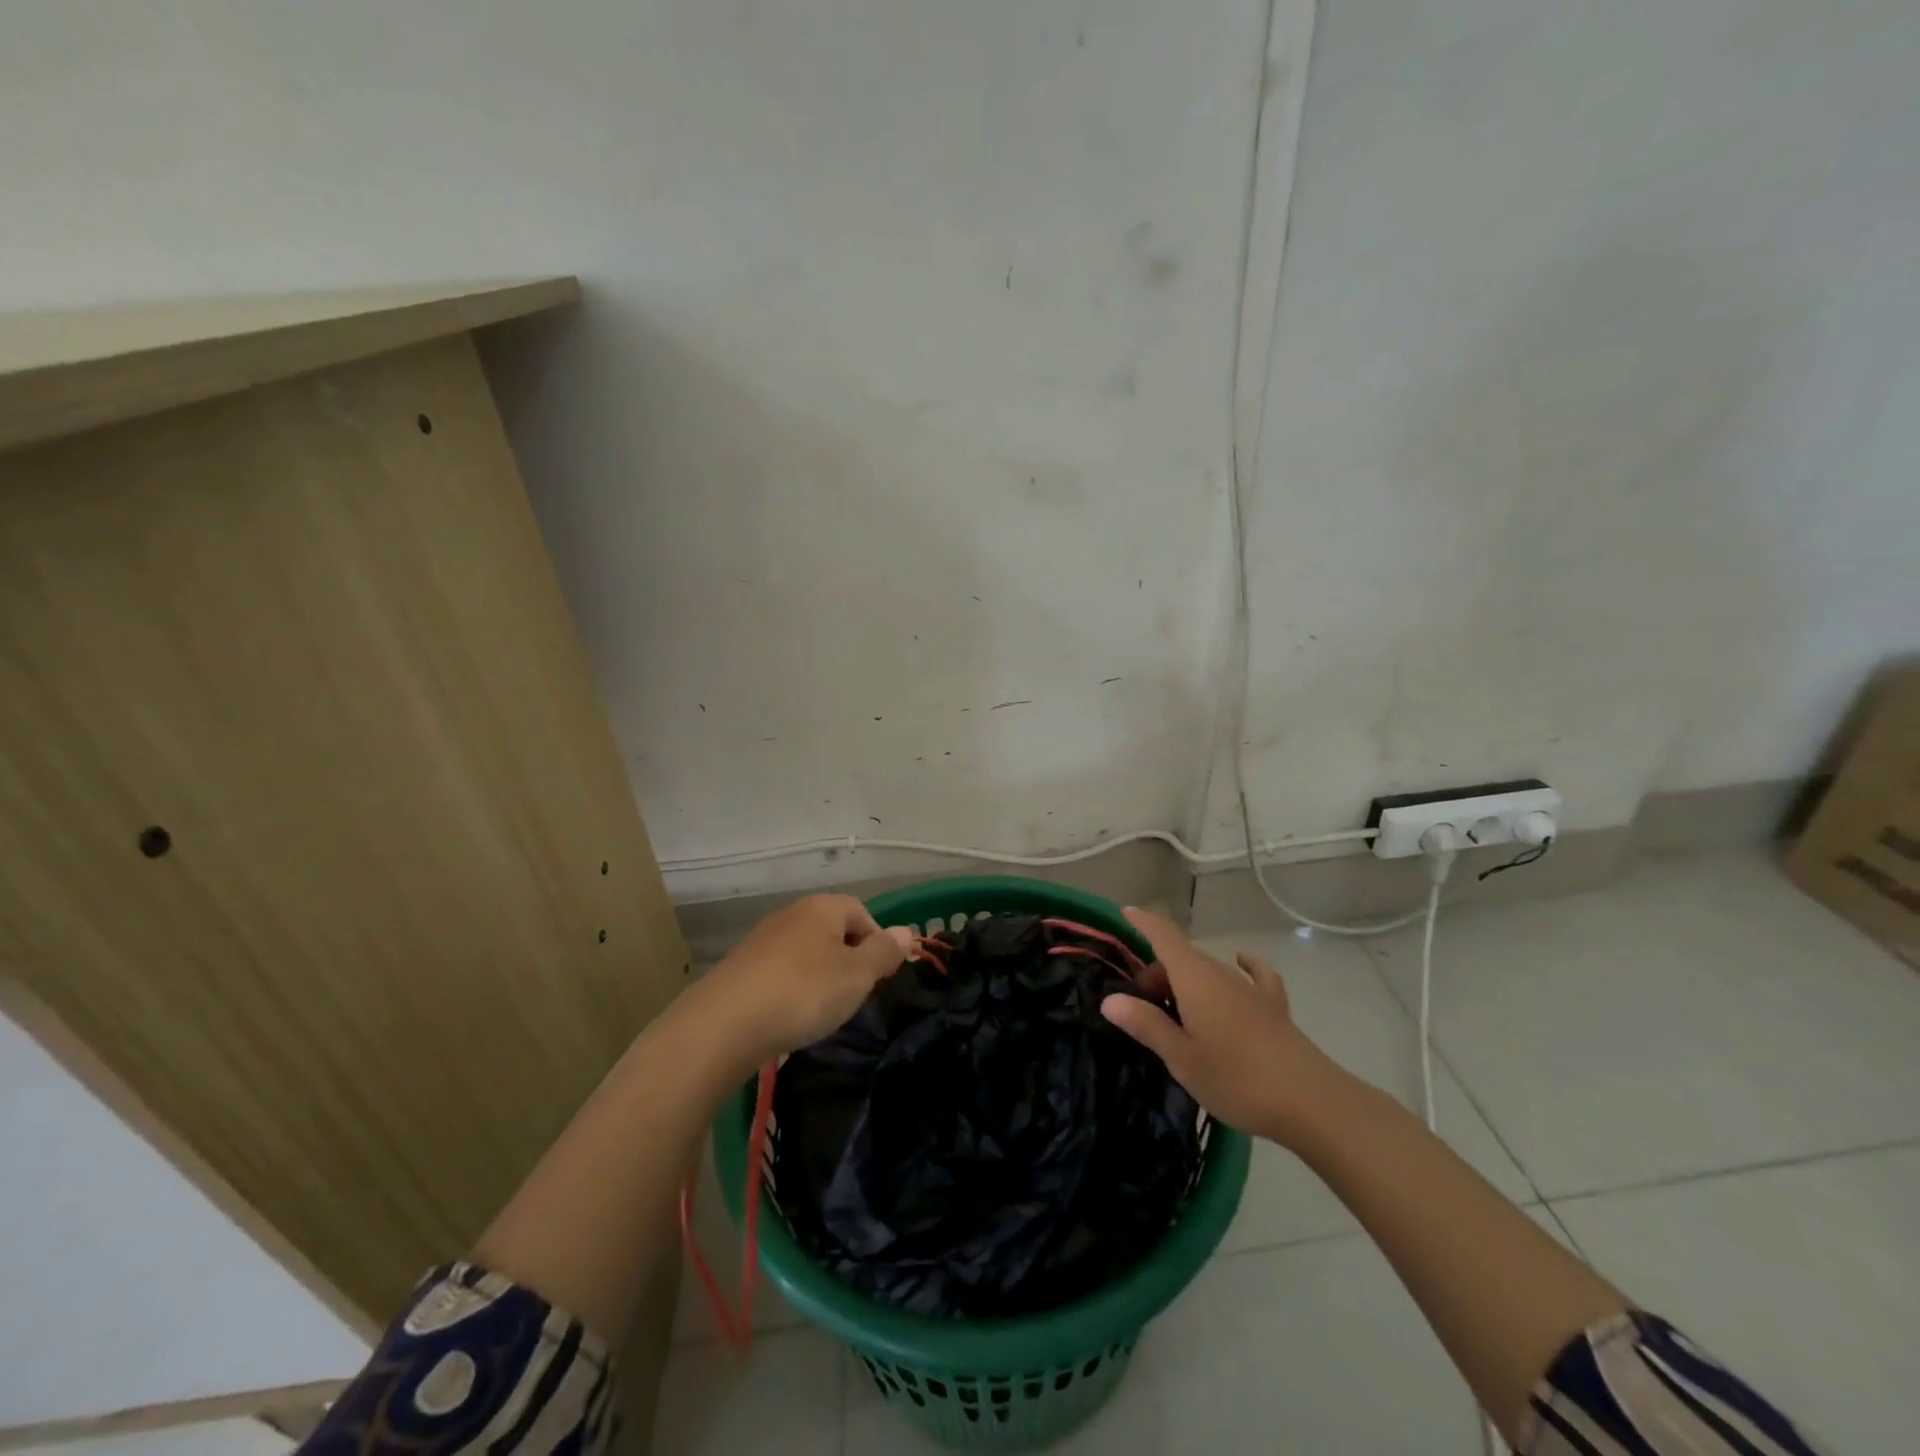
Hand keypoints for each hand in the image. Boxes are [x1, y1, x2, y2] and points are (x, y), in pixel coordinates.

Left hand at [701, 894, 911, 1066]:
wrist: (725, 1024)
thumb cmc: (804, 992)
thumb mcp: (857, 975)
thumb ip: (884, 952)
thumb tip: (906, 930)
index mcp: (823, 907)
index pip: (862, 912)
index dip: (877, 942)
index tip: (879, 977)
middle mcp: (792, 914)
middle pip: (833, 931)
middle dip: (848, 960)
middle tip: (853, 994)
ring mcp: (762, 940)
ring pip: (806, 952)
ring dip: (819, 976)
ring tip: (822, 1009)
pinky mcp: (741, 967)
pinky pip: (780, 972)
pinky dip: (791, 989)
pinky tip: (790, 1016)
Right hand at [1101, 906, 1337, 1144]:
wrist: (1311, 1101)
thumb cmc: (1236, 1078)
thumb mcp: (1181, 1057)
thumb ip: (1146, 1024)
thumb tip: (1110, 1000)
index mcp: (1194, 979)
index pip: (1164, 937)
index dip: (1144, 922)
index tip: (1125, 912)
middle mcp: (1221, 973)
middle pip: (1183, 956)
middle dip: (1158, 970)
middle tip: (1141, 1005)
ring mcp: (1251, 988)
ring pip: (1209, 968)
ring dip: (1186, 978)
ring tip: (1174, 1008)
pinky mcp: (1274, 1006)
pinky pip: (1252, 975)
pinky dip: (1241, 966)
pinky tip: (1241, 964)